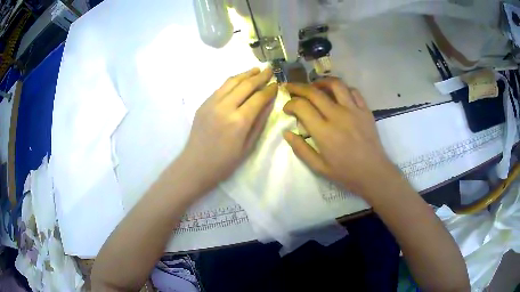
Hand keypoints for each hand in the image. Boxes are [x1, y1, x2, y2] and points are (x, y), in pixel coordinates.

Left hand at [178, 67, 276, 193]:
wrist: (196, 165)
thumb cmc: (225, 162)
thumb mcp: (248, 146)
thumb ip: (260, 122)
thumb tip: (269, 102)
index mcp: (239, 121)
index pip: (258, 98)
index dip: (269, 90)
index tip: (277, 84)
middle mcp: (225, 107)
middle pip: (245, 85)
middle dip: (260, 76)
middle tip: (270, 70)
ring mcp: (212, 103)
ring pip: (231, 82)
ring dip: (245, 74)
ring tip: (256, 70)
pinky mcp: (203, 104)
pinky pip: (220, 88)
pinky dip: (232, 81)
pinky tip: (239, 80)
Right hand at [283, 78, 399, 197]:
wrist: (373, 173)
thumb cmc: (345, 173)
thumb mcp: (319, 167)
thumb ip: (301, 149)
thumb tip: (286, 133)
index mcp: (324, 132)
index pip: (301, 106)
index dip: (290, 103)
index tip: (287, 108)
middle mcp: (338, 116)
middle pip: (314, 92)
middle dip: (298, 87)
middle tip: (291, 88)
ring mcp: (354, 111)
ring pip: (336, 85)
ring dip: (321, 82)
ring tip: (315, 86)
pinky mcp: (365, 110)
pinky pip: (353, 91)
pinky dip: (342, 89)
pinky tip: (338, 94)